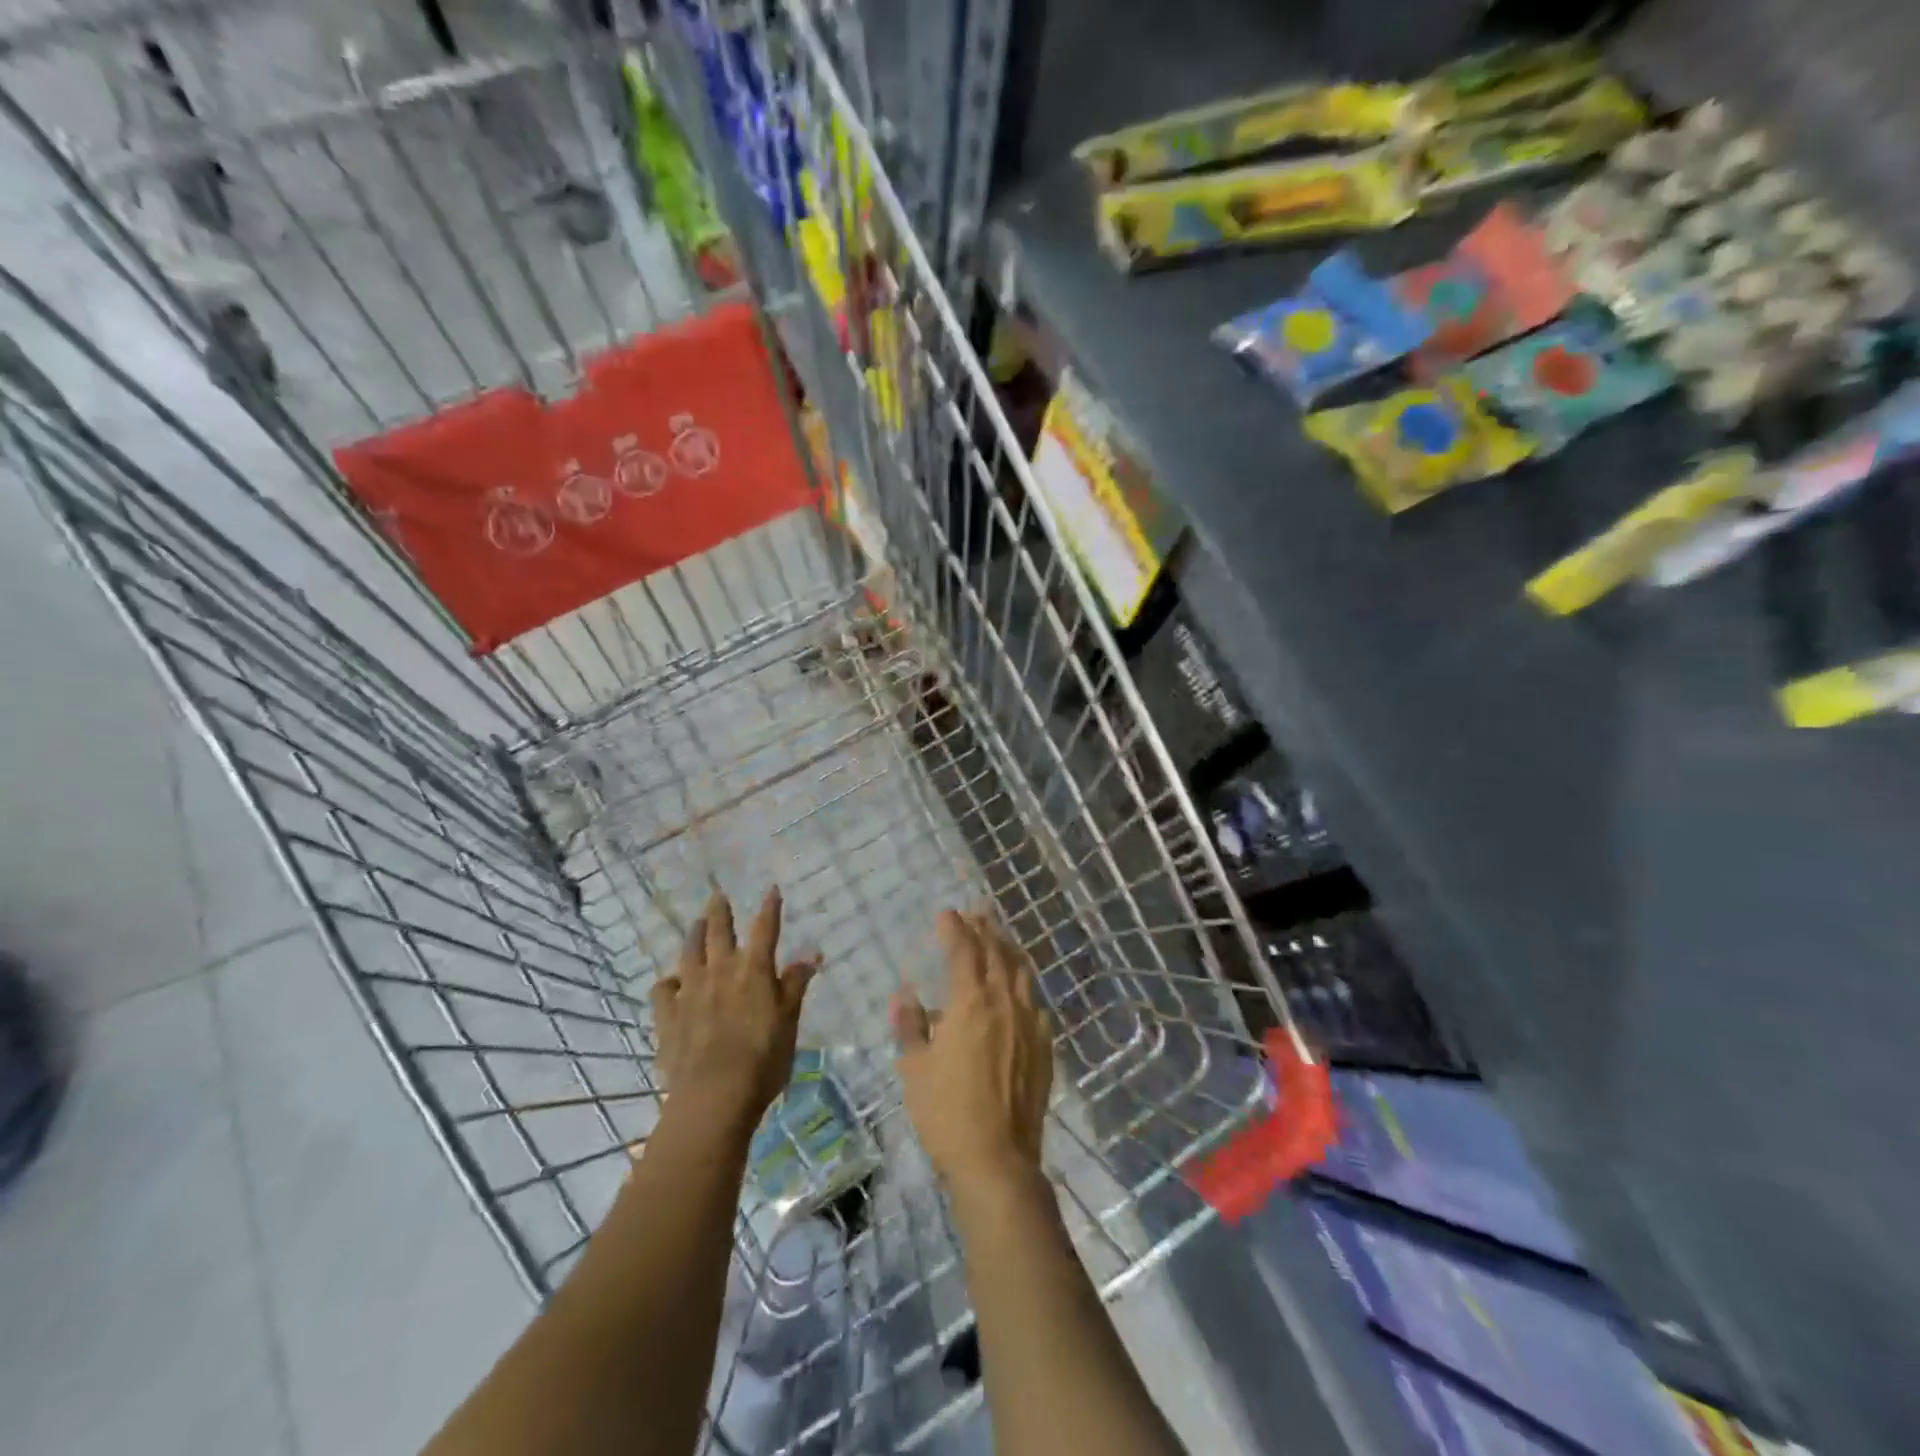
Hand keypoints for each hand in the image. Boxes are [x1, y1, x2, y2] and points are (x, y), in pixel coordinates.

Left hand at [653, 887, 818, 1128]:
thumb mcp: (789, 1021)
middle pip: (718, 931)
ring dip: (693, 934)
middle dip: (720, 911)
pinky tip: (673, 982)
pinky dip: (668, 981)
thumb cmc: (763, 1059)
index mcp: (754, 970)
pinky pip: (662, 989)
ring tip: (695, 923)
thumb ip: (795, 985)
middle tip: (717, 894)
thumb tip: (811, 954)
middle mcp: (720, 971)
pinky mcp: (667, 1015)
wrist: (714, 1096)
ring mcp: (690, 991)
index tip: (771, 889)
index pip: (764, 929)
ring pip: (689, 952)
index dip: (769, 908)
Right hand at [893, 910, 1053, 1190]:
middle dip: (984, 929)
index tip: (946, 914)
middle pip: (996, 953)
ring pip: (1022, 972)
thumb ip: (910, 1026)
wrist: (997, 1159)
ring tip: (998, 937)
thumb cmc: (946, 1113)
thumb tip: (904, 995)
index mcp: (970, 1002)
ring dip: (1008, 949)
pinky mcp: (1044, 1045)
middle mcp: (1005, 1002)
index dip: (954, 928)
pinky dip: (1024, 984)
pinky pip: (1035, 1002)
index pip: (963, 950)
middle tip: (974, 914)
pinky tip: (1019, 988)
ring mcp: (1030, 1023)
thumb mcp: (914, 1068)